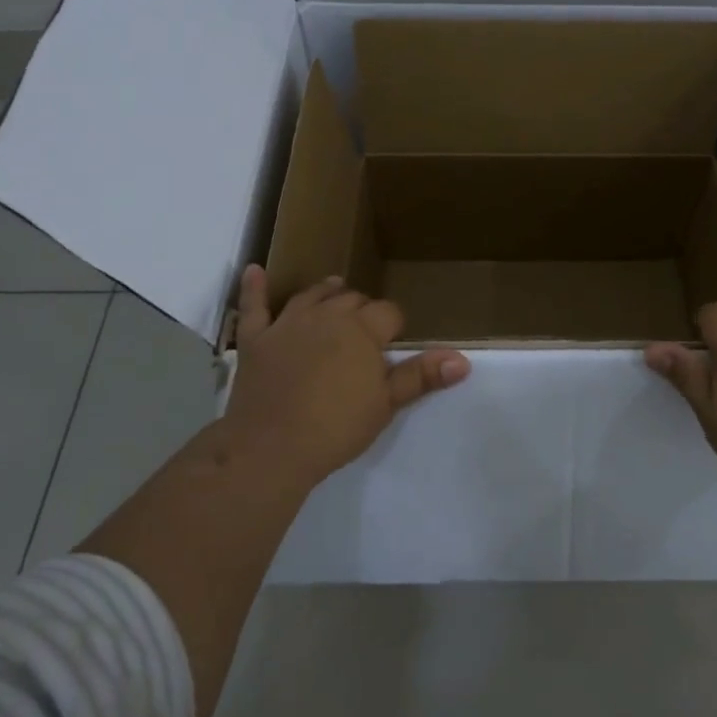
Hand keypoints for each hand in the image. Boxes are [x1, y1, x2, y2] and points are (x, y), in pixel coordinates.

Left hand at [222, 266, 469, 491]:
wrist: (271, 446)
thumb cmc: (336, 426)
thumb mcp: (386, 404)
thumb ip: (421, 376)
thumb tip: (463, 360)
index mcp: (361, 329)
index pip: (388, 313)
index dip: (394, 326)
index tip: (395, 342)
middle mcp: (326, 316)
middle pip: (351, 300)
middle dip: (363, 309)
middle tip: (367, 328)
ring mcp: (287, 324)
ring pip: (311, 296)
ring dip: (325, 292)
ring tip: (334, 288)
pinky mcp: (256, 339)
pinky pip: (254, 306)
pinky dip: (254, 288)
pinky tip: (254, 270)